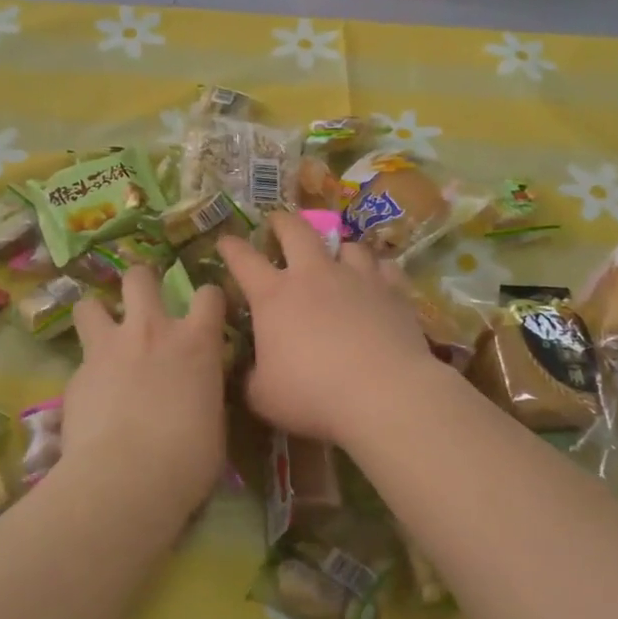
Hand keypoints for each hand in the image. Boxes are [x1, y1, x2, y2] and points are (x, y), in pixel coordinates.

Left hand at [61, 266, 229, 503]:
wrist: (126, 478)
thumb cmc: (188, 458)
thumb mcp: (214, 421)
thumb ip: (204, 391)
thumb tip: (198, 390)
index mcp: (195, 343)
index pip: (209, 295)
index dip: (208, 300)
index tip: (205, 312)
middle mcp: (151, 331)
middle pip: (139, 278)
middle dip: (140, 282)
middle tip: (141, 302)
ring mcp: (108, 349)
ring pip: (90, 304)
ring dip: (97, 314)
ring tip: (101, 333)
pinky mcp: (76, 374)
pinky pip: (80, 359)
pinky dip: (86, 371)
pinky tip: (90, 397)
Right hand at [217, 213, 441, 445]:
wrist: (384, 393)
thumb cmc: (313, 395)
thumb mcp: (264, 397)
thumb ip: (251, 378)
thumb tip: (248, 372)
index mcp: (274, 297)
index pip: (243, 261)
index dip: (231, 247)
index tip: (224, 240)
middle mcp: (314, 276)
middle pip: (296, 231)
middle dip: (282, 222)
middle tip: (277, 221)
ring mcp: (357, 278)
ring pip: (346, 244)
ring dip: (337, 247)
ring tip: (337, 254)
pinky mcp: (393, 290)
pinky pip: (384, 267)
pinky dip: (377, 270)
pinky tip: (378, 279)